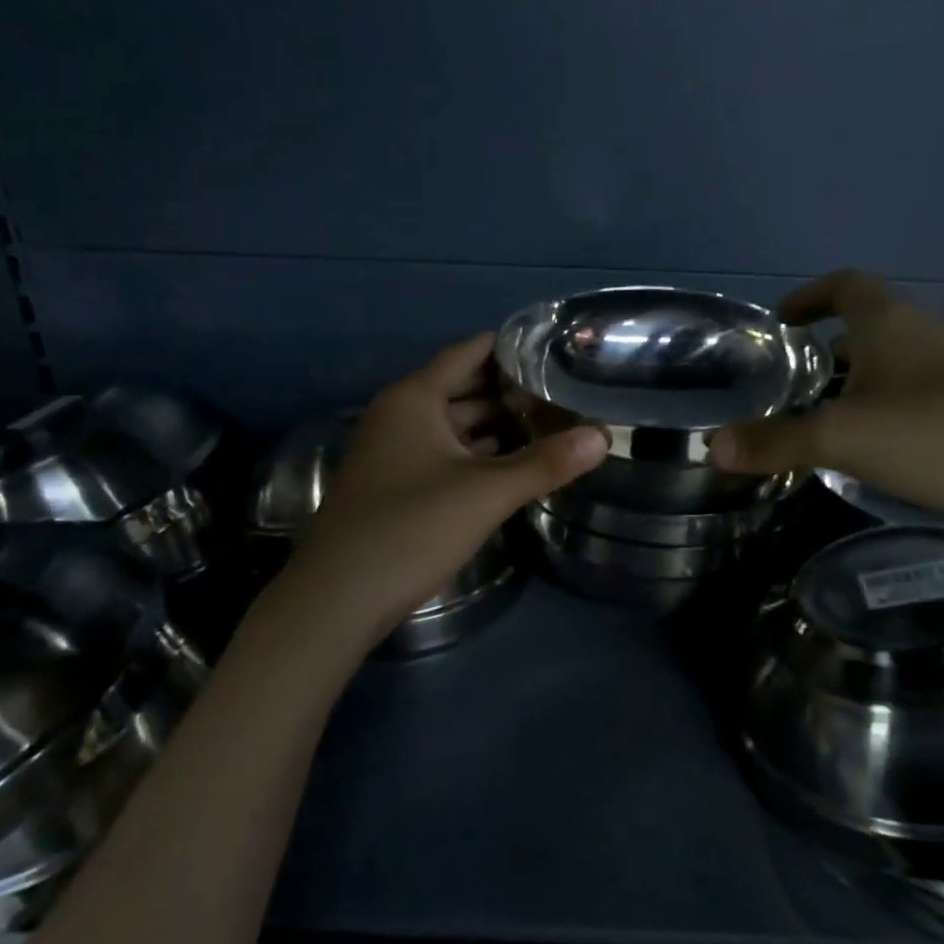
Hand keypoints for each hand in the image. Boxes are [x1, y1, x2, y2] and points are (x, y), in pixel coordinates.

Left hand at [284, 333, 608, 644]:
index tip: (554, 347)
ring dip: (495, 426)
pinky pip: (444, 455)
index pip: (466, 354)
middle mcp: (399, 416)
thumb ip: (545, 463)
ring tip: (548, 422)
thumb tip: (604, 436)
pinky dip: (476, 455)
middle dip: (509, 390)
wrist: (339, 596)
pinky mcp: (396, 487)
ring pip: (452, 426)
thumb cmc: (411, 528)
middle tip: (562, 388)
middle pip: (461, 389)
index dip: (508, 348)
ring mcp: (394, 453)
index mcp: (414, 399)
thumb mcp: (486, 493)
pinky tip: (511, 465)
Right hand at [711, 270, 943, 521]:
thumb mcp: (843, 438)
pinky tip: (884, 449)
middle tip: (795, 381)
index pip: (845, 287)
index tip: (784, 318)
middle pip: (872, 326)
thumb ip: (776, 441)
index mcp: (891, 324)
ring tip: (830, 419)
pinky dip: (893, 408)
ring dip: (863, 381)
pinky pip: (923, 395)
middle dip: (831, 347)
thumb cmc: (940, 434)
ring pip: (899, 363)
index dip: (810, 296)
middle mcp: (928, 335)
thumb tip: (712, 446)